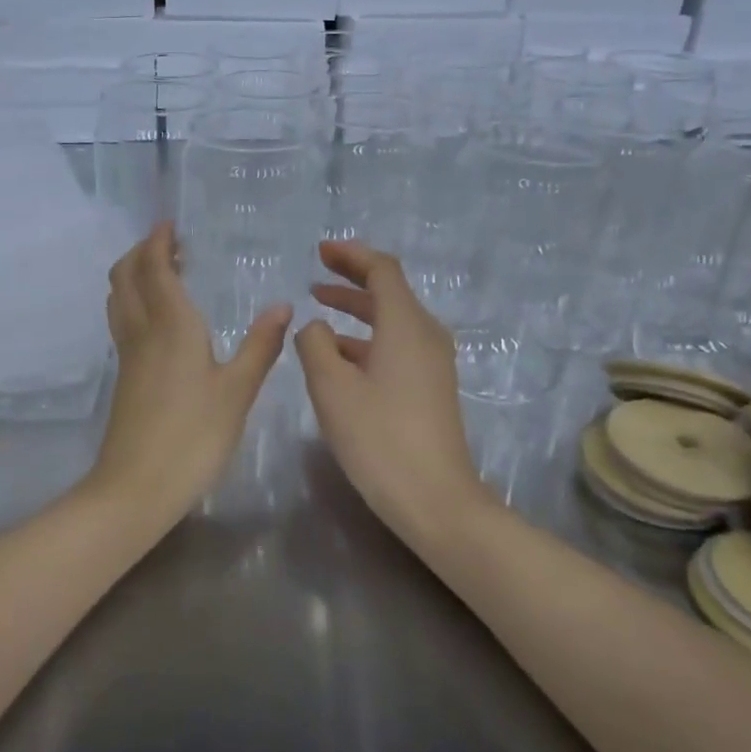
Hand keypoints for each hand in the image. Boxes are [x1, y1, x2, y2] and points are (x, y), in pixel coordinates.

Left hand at [87, 223, 291, 518]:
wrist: (136, 487)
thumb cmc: (193, 437)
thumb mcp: (238, 392)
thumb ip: (260, 347)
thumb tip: (283, 307)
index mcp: (170, 326)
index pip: (155, 268)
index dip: (159, 242)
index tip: (170, 225)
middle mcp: (142, 331)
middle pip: (126, 276)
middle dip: (141, 252)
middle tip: (168, 243)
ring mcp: (128, 356)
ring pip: (119, 299)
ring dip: (133, 274)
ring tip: (161, 271)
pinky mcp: (124, 377)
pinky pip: (123, 321)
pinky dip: (134, 301)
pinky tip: (158, 318)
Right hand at [295, 241, 486, 532]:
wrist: (435, 500)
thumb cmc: (379, 438)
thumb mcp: (331, 387)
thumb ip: (315, 345)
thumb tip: (316, 327)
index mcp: (406, 325)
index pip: (382, 270)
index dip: (351, 255)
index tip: (320, 251)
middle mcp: (426, 335)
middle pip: (389, 292)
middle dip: (352, 279)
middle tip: (316, 274)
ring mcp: (433, 363)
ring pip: (392, 320)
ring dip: (357, 310)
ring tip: (320, 308)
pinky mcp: (431, 388)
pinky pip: (396, 345)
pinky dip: (367, 338)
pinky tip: (339, 355)